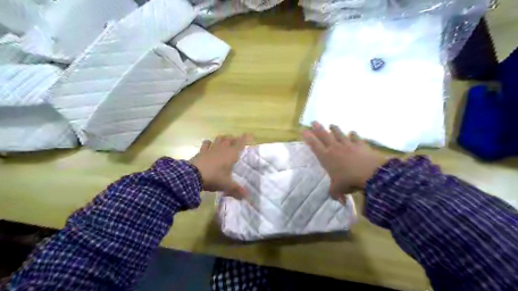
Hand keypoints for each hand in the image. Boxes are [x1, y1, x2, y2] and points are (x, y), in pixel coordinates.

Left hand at [191, 134, 254, 199]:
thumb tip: (247, 198)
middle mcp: (222, 149)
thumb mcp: (226, 185)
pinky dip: (209, 143)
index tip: (250, 135)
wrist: (193, 176)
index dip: (246, 138)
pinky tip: (209, 144)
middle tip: (237, 142)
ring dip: (223, 138)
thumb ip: (237, 190)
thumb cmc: (214, 178)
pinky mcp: (202, 151)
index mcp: (231, 154)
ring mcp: (211, 148)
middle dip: (234, 139)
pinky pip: (206, 143)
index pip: (240, 143)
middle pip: (229, 139)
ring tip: (225, 141)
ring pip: (219, 139)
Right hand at [304, 122, 388, 203]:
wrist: (370, 173)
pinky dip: (353, 135)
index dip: (309, 138)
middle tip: (314, 122)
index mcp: (327, 158)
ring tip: (331, 124)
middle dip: (318, 129)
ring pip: (339, 134)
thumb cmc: (349, 180)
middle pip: (325, 136)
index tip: (304, 131)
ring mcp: (348, 145)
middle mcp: (335, 148)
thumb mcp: (339, 189)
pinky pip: (355, 138)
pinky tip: (352, 132)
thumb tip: (339, 201)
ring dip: (334, 129)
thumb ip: (336, 193)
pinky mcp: (360, 145)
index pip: (315, 146)